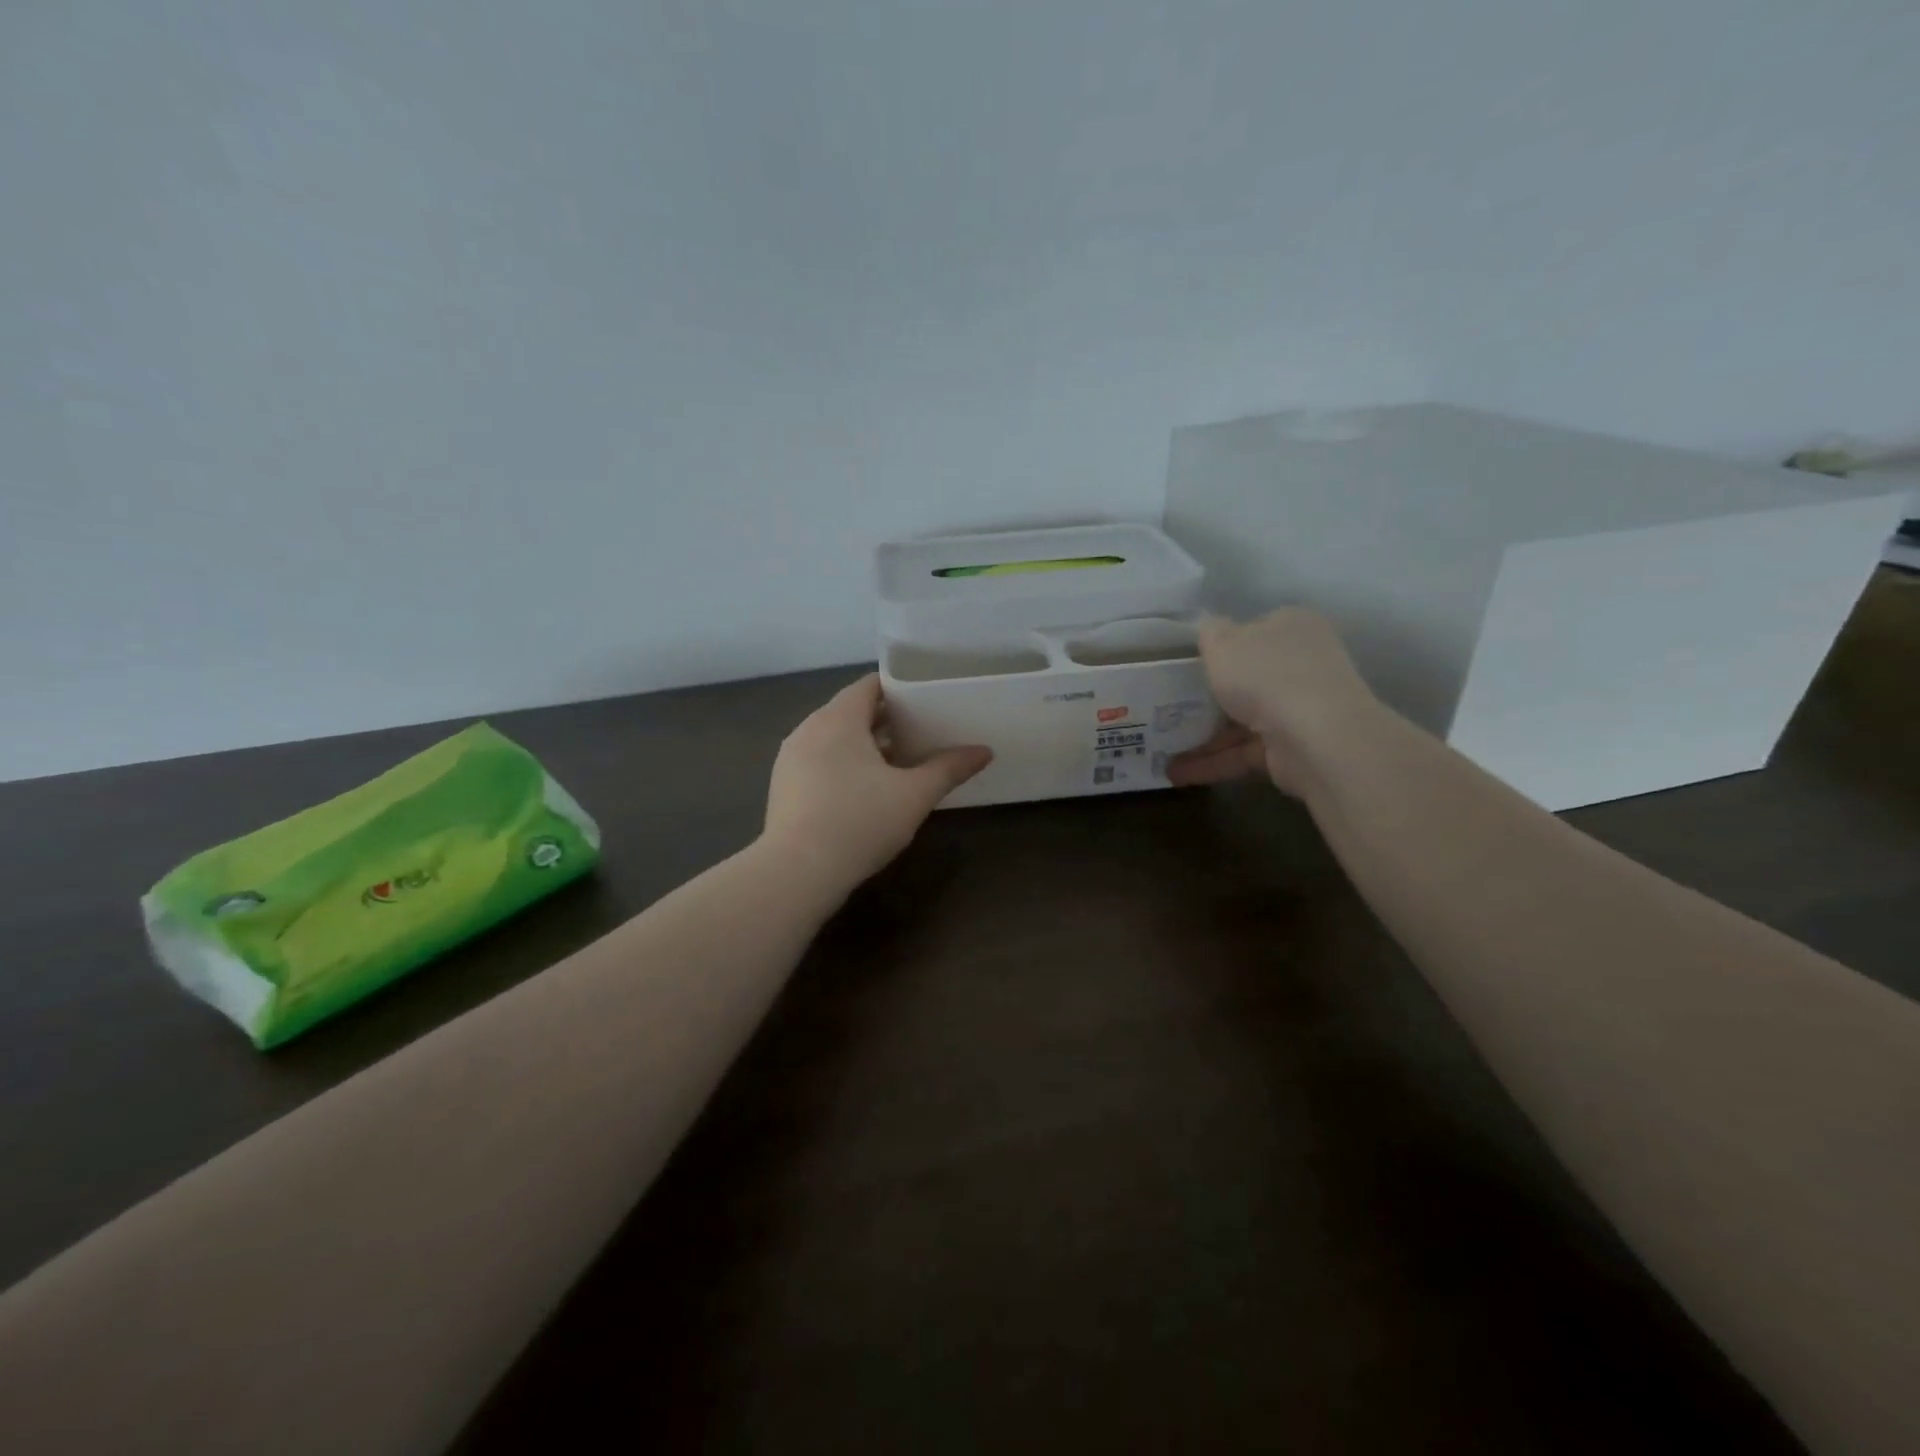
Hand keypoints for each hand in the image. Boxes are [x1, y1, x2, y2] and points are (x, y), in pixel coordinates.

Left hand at [763, 674, 991, 889]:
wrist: (797, 873)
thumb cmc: (860, 822)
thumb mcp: (914, 796)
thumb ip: (949, 768)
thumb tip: (984, 751)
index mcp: (838, 719)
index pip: (869, 685)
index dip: (899, 689)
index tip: (926, 701)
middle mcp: (808, 729)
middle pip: (851, 710)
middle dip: (886, 720)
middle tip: (921, 732)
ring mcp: (790, 759)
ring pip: (833, 738)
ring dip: (864, 744)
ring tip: (898, 762)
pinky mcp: (783, 786)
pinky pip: (818, 761)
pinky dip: (842, 764)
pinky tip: (864, 791)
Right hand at [1167, 610, 1377, 797]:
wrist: (1317, 738)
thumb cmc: (1266, 675)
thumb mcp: (1223, 642)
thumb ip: (1210, 632)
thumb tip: (1208, 628)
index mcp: (1291, 626)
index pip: (1253, 630)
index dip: (1220, 645)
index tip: (1187, 662)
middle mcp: (1301, 664)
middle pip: (1247, 677)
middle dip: (1209, 695)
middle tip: (1168, 705)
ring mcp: (1299, 708)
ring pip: (1242, 719)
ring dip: (1202, 736)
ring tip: (1162, 749)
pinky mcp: (1291, 748)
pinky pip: (1243, 751)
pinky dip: (1213, 762)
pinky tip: (1177, 773)